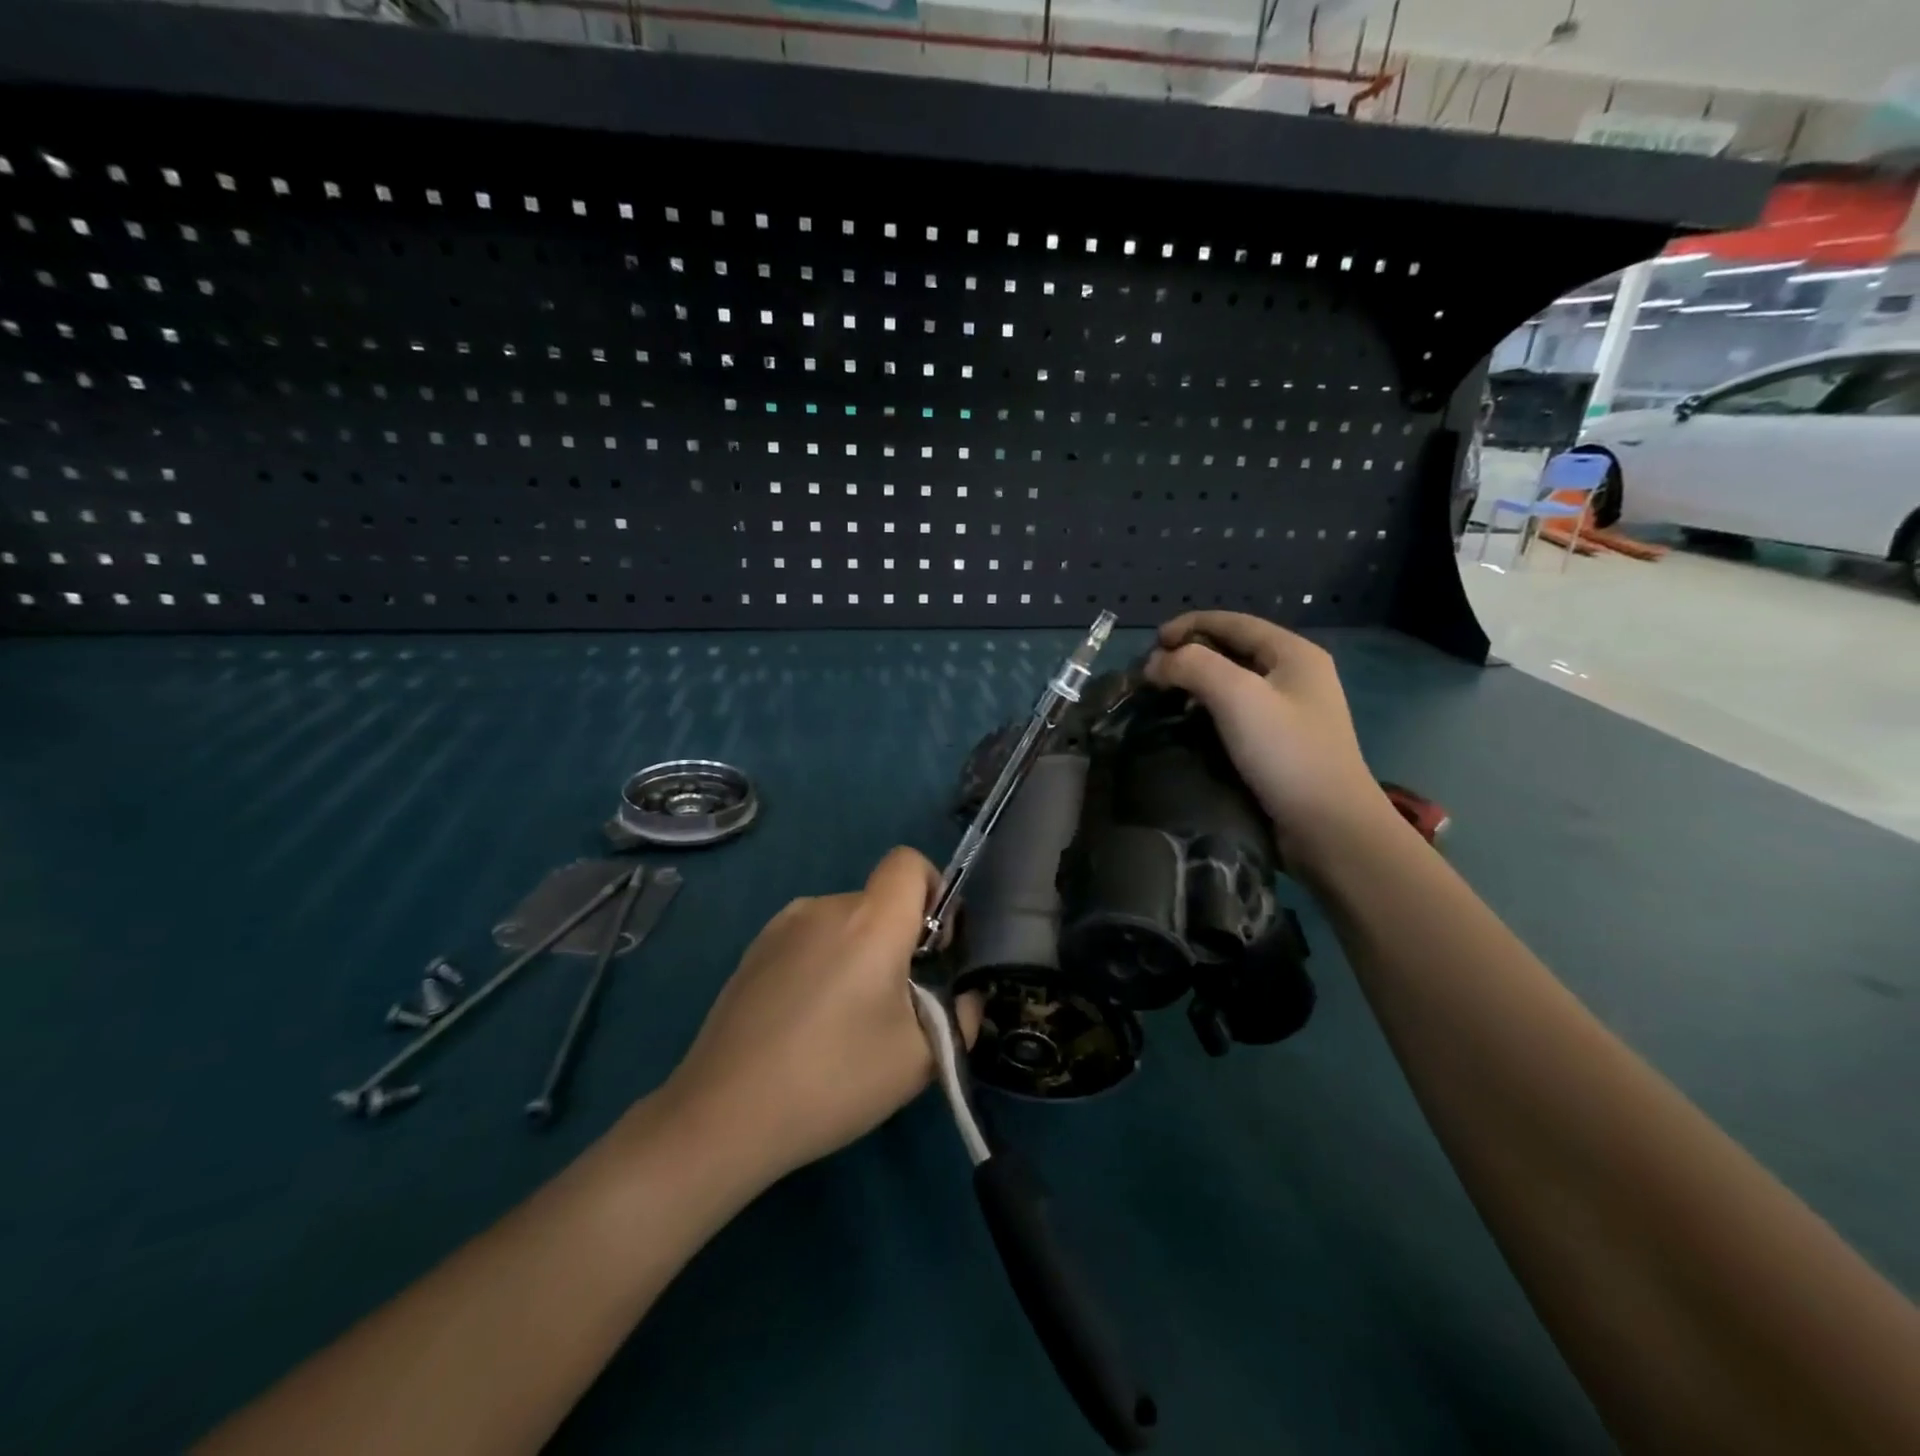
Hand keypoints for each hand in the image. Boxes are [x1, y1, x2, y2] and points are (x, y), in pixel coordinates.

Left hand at [661, 847, 980, 1185]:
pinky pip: (808, 940)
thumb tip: (965, 994)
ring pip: (843, 923)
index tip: (933, 946)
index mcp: (870, 920)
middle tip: (894, 1006)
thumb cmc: (834, 1079)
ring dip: (858, 954)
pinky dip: (823, 964)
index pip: (908, 861)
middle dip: (898, 939)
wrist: (724, 1115)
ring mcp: (781, 926)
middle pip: (878, 900)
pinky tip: (805, 1024)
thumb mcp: (920, 1058)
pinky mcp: (753, 951)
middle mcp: (825, 907)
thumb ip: (962, 1015)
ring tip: (845, 1022)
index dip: (933, 889)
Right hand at [1144, 611, 1386, 868]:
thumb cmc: (1286, 753)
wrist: (1329, 828)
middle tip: (1152, 674)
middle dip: (1189, 655)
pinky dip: (1207, 712)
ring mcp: (1290, 712)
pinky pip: (1236, 714)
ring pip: (1232, 683)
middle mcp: (1295, 676)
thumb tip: (1156, 663)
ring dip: (1195, 685)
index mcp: (1293, 654)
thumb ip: (1193, 666)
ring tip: (1162, 699)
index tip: (1150, 644)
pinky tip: (1186, 726)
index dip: (1189, 625)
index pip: (1233, 622)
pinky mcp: (1280, 744)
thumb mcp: (1237, 696)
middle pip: (1233, 650)